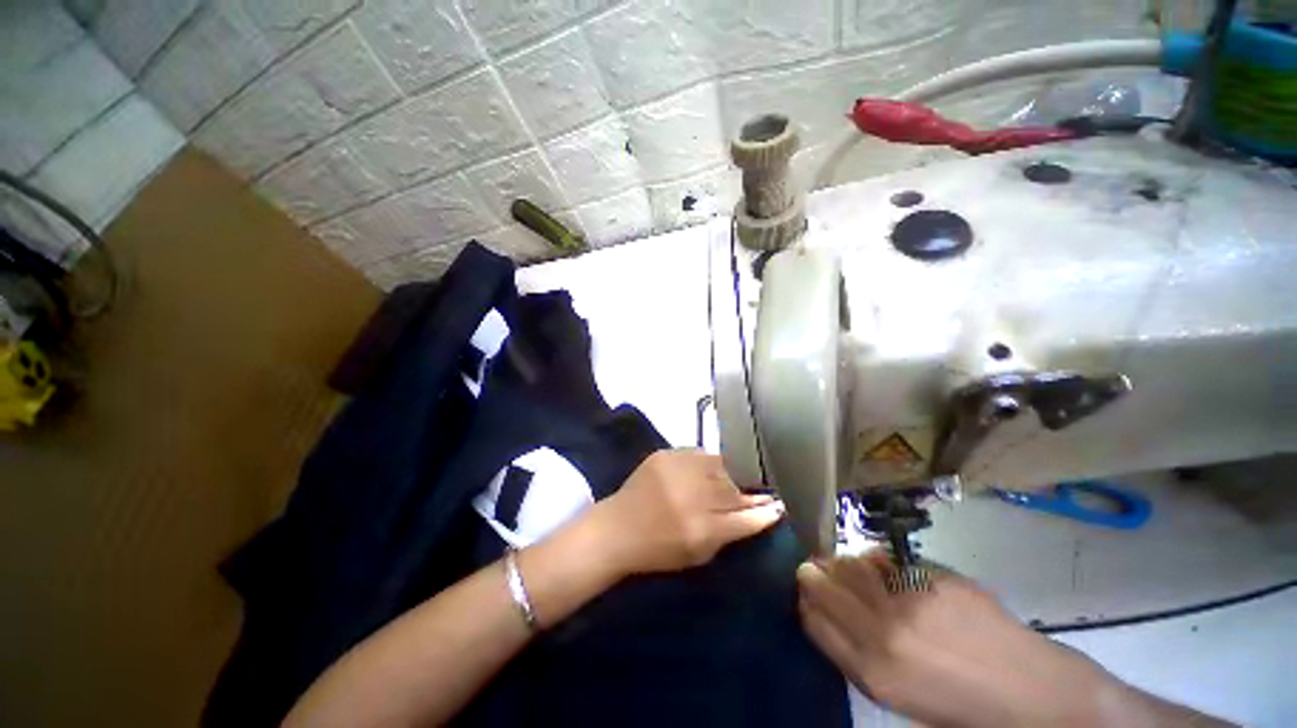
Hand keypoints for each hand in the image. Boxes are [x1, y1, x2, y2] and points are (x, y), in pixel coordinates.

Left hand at [590, 450, 784, 575]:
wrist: (617, 527)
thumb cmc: (658, 549)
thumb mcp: (697, 555)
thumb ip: (729, 534)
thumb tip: (761, 513)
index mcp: (700, 529)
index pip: (744, 517)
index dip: (765, 511)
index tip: (780, 505)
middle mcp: (690, 496)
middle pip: (733, 487)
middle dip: (751, 488)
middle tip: (761, 488)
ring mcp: (676, 471)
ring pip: (718, 465)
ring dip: (731, 471)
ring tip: (739, 475)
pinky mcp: (664, 455)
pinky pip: (697, 453)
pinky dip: (707, 462)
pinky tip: (710, 468)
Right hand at [797, 553, 1129, 727]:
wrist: (1030, 693)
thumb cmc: (957, 705)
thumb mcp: (896, 696)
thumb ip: (854, 653)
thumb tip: (824, 610)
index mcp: (872, 672)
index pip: (812, 618)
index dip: (805, 598)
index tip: (806, 589)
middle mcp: (883, 632)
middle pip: (823, 584)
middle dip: (814, 572)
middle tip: (815, 566)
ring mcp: (910, 601)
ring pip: (849, 563)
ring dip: (842, 562)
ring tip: (849, 566)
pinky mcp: (934, 579)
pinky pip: (885, 560)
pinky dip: (876, 561)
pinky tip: (885, 570)